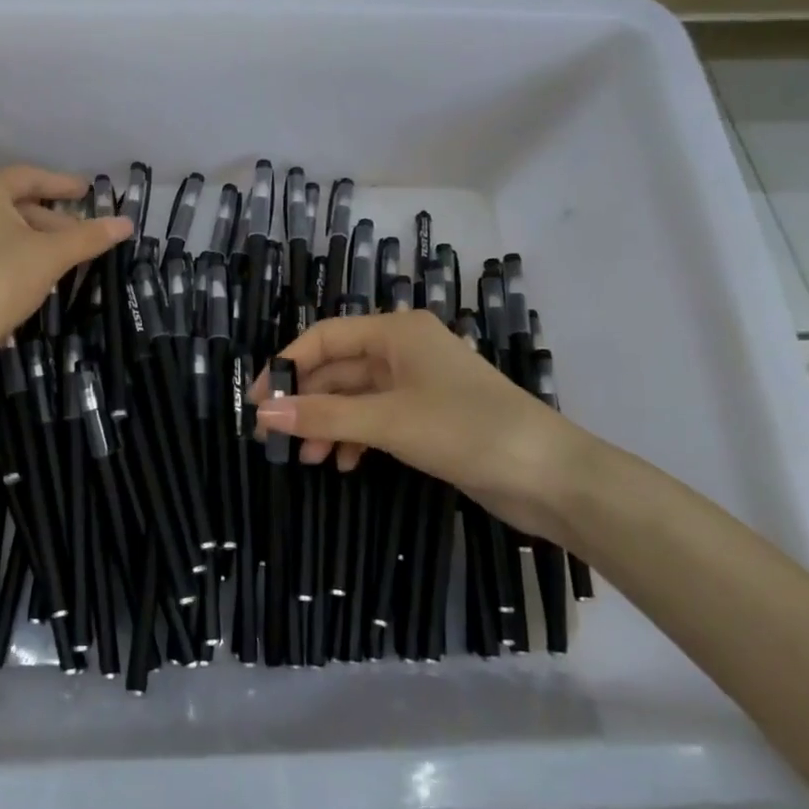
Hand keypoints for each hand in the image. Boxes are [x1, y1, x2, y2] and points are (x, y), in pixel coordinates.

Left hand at [0, 166, 130, 360]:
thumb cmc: (0, 280)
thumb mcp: (51, 256)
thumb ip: (89, 236)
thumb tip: (126, 223)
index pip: (30, 177)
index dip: (62, 185)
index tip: (87, 192)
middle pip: (11, 203)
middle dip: (48, 218)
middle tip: (77, 234)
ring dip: (26, 236)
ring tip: (54, 254)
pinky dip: (2, 251)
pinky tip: (19, 269)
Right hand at [253, 311, 603, 548]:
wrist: (550, 476)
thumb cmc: (466, 430)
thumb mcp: (387, 421)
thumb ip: (323, 415)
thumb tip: (263, 413)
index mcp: (396, 332)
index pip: (323, 338)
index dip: (286, 366)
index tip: (258, 403)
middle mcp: (403, 350)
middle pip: (337, 369)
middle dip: (308, 402)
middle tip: (278, 439)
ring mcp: (417, 384)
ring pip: (354, 397)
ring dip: (329, 424)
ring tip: (311, 460)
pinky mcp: (427, 417)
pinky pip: (375, 419)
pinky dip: (355, 437)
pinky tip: (345, 463)